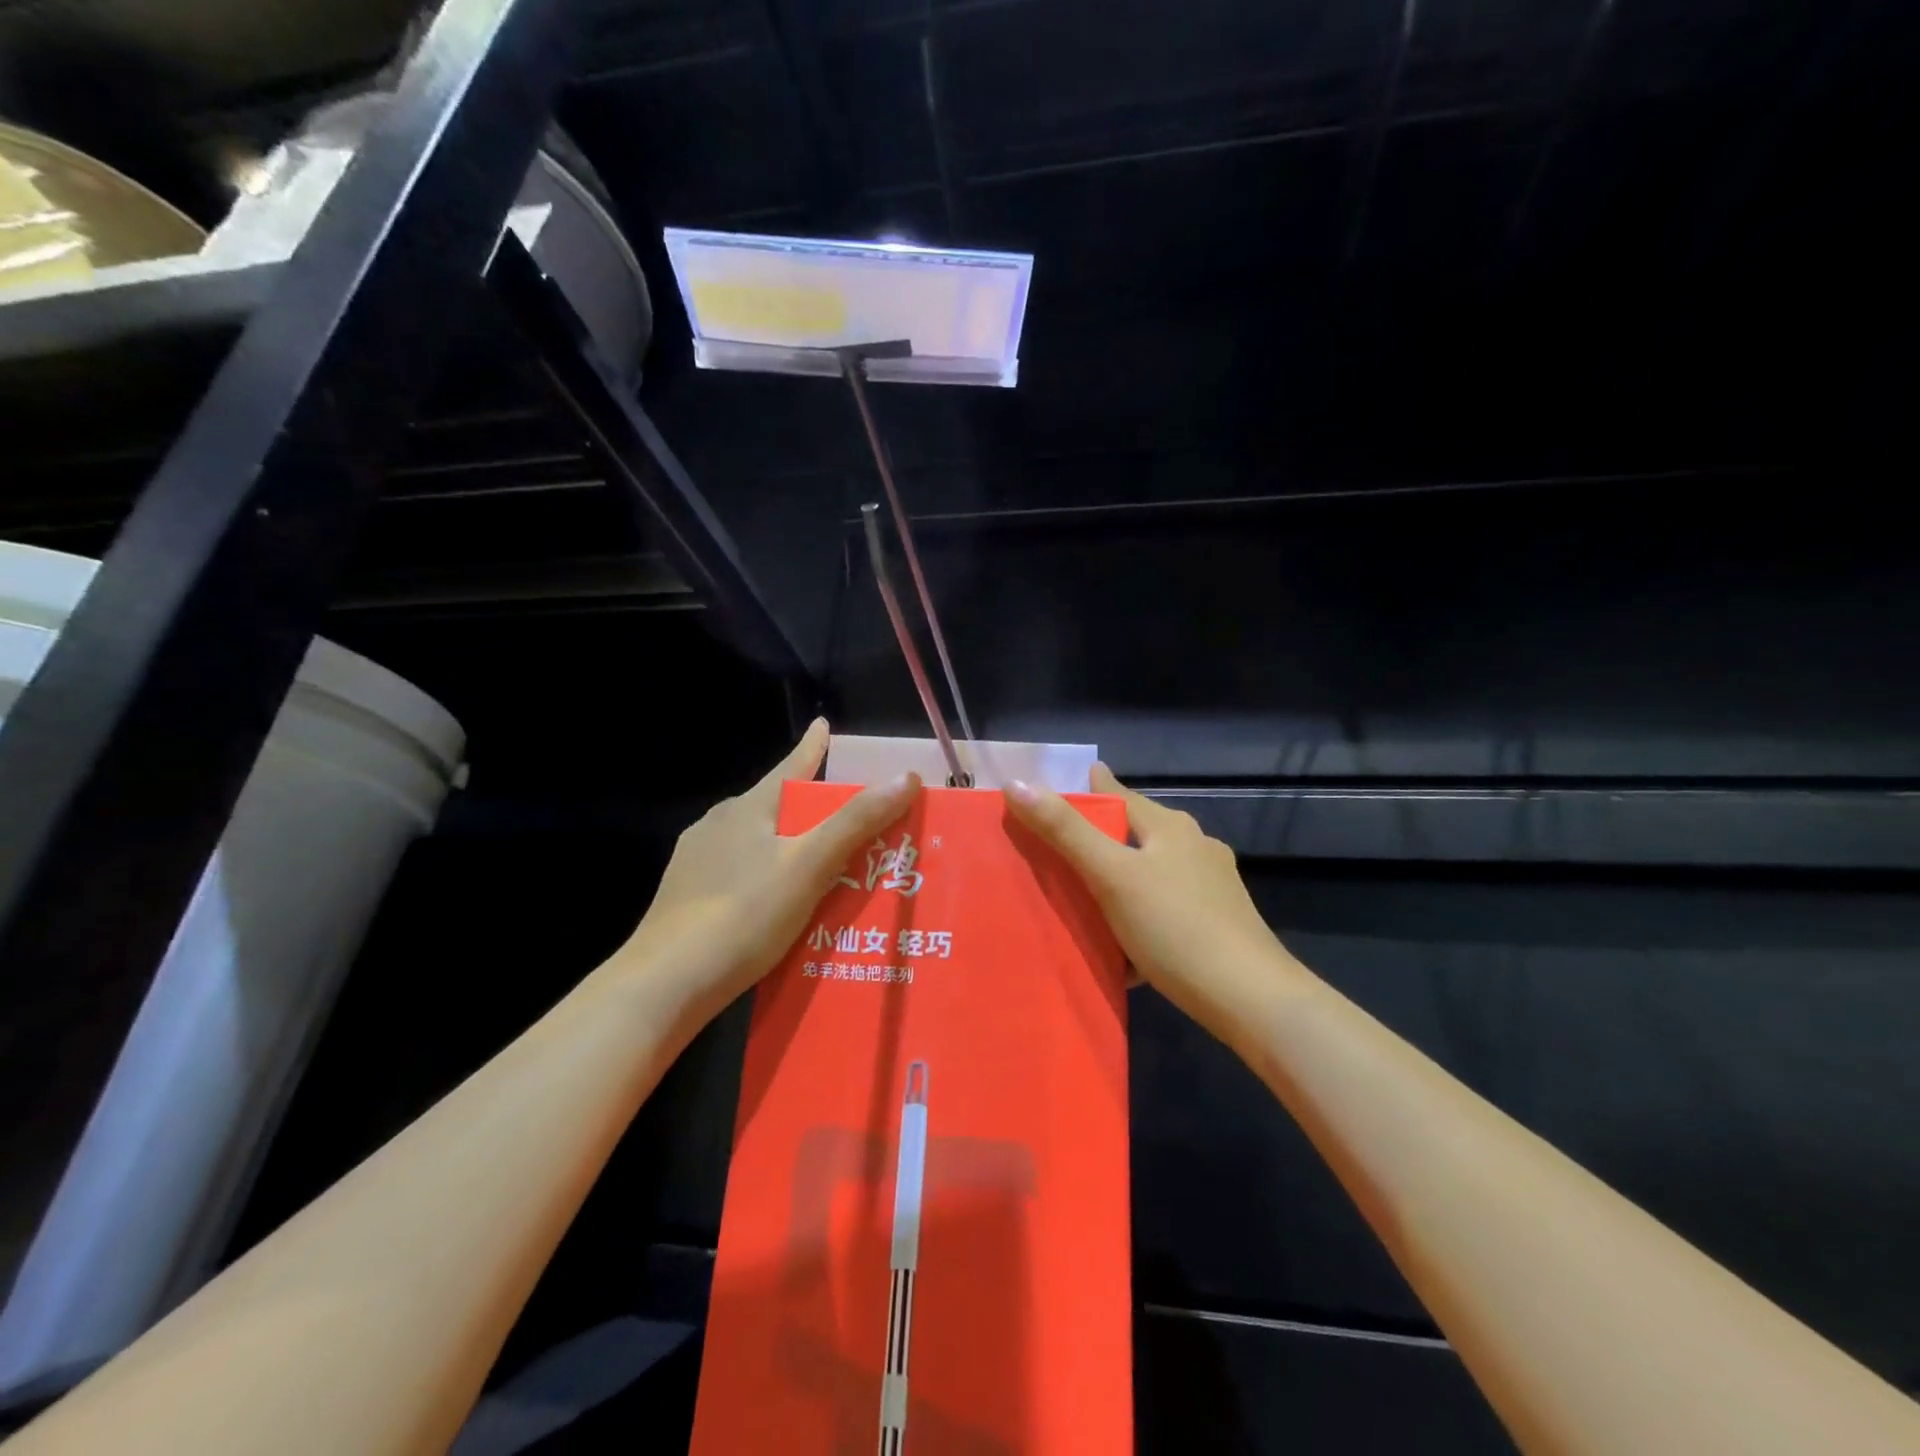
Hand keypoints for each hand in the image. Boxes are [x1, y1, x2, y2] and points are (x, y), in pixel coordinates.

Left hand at [612, 720, 920, 1022]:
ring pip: (757, 842)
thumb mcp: (809, 866)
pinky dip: (766, 878)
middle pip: (777, 806)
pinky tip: (777, 907)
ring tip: (821, 870)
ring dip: (789, 847)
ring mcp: (697, 861)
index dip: (813, 746)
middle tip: (849, 822)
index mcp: (749, 808)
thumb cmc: (743, 916)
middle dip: (811, 810)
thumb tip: (904, 777)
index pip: (792, 766)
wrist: (664, 984)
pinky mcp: (686, 897)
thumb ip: (856, 822)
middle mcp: (719, 824)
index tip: (823, 723)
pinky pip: (740, 874)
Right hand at [1006, 764, 1295, 1048]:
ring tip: (1083, 899)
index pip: (1119, 794)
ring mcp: (1211, 887)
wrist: (1251, 1000)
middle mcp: (1194, 847)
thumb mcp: (1112, 876)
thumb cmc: (1176, 927)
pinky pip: (1164, 908)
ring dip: (1119, 880)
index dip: (1088, 788)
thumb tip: (1017, 783)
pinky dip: (1139, 916)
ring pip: (1150, 872)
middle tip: (1058, 847)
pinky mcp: (1217, 924)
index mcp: (1170, 827)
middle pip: (1135, 833)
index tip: (1058, 786)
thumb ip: (1065, 831)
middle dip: (1100, 837)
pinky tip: (1122, 946)